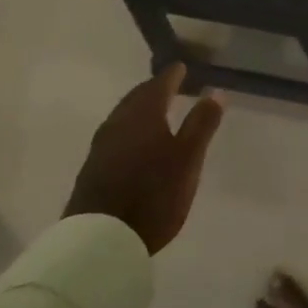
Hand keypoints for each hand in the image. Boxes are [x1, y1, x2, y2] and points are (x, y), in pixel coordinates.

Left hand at [64, 63, 223, 252]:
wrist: (101, 240)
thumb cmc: (154, 193)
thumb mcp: (188, 158)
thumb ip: (202, 124)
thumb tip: (216, 92)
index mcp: (143, 114)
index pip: (159, 84)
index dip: (172, 75)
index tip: (182, 67)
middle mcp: (118, 123)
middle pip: (137, 98)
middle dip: (153, 89)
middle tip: (169, 85)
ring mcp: (101, 147)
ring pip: (123, 116)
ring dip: (139, 109)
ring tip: (154, 111)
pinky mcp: (92, 169)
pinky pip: (114, 135)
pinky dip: (129, 128)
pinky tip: (134, 141)